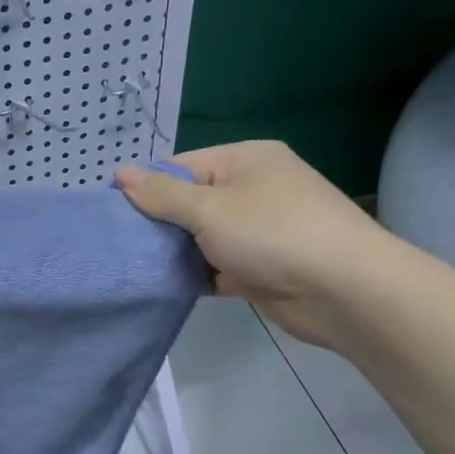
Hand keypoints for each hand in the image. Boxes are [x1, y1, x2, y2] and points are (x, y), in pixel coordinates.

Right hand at [117, 142, 389, 346]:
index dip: (144, 187)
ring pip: (198, 238)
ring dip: (171, 252)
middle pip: (188, 202)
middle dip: (155, 223)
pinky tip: (160, 286)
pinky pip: (213, 266)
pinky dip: (192, 275)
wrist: (344, 292)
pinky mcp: (257, 268)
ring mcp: (256, 231)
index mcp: (244, 161)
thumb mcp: (209, 209)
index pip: (180, 166)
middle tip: (116, 244)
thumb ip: (162, 195)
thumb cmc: (274, 235)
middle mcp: (251, 190)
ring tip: (130, 266)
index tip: (110, 213)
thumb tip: (120, 173)